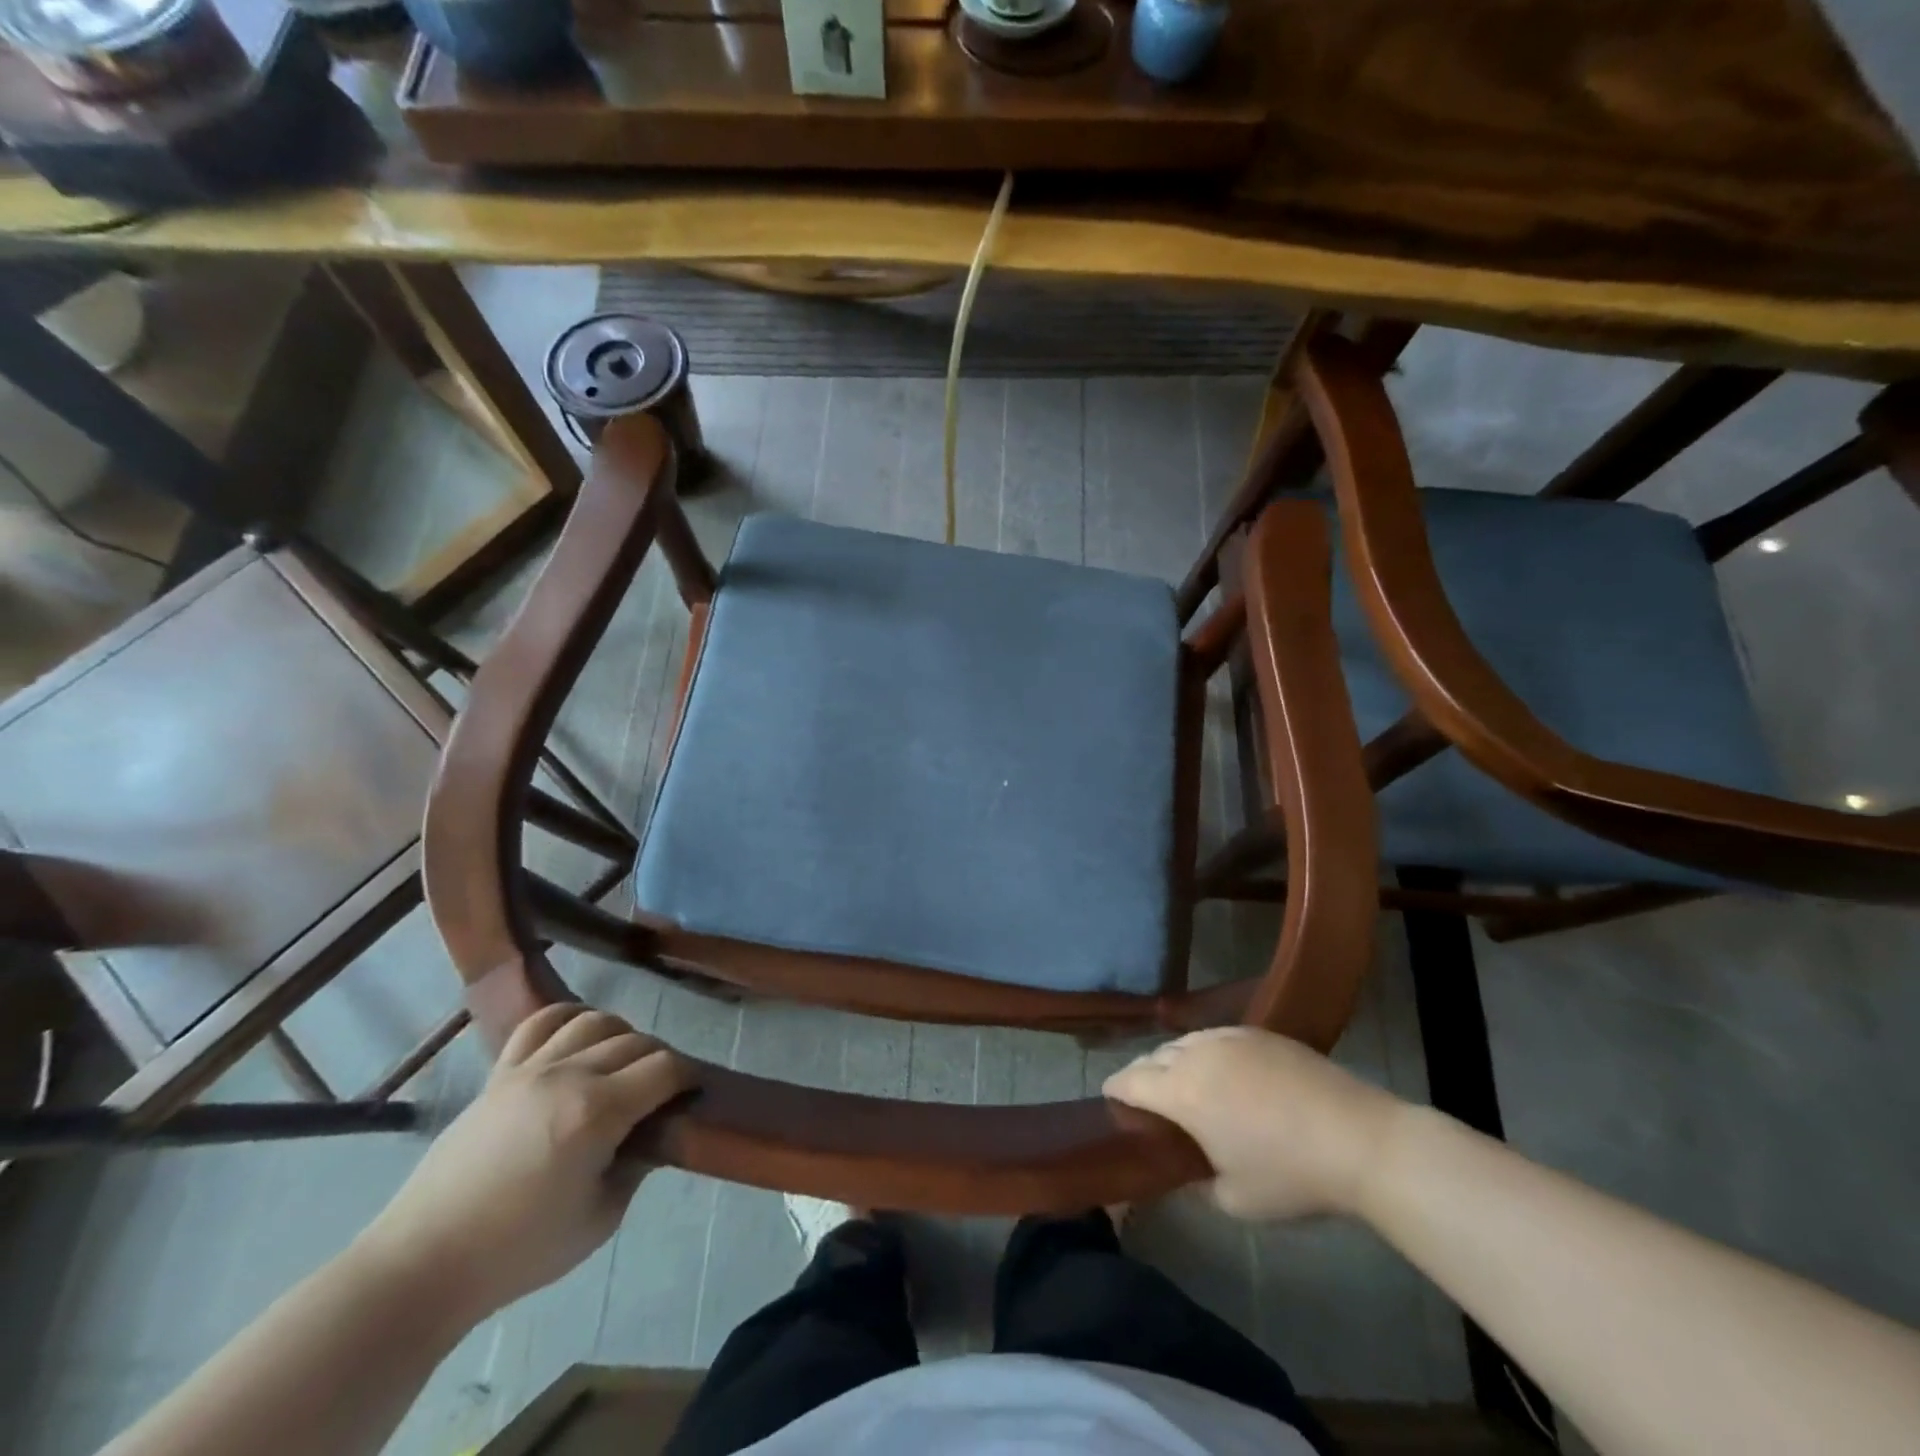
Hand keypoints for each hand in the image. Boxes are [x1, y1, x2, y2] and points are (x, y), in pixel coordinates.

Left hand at [354, 1005, 692, 1323]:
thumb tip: (651, 1136)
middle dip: (660, 1059)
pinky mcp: (500, 1073)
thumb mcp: (599, 1219)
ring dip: (620, 1035)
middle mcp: (568, 1076)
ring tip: (621, 1063)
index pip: (664, 1068)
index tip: (693, 1092)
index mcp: (597, 1113)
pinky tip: (578, 1037)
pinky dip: (569, 1018)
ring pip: (594, 1021)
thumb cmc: (518, 1252)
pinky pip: (541, 1022)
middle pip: (635, 1041)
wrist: (425, 1263)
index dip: (688, 1076)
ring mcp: (530, 1069)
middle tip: (661, 1090)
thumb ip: (636, 1167)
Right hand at [1105, 1026, 1403, 1220]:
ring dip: (1173, 1060)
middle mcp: (1197, 1055)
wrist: (1358, 1138)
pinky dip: (1205, 1052)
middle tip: (1146, 1098)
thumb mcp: (1235, 1199)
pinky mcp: (1259, 1033)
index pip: (1131, 1080)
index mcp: (1182, 1092)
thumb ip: (1197, 1184)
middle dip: (1143, 1074)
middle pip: (1154, 1056)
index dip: (1115, 1089)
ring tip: (1182, 1083)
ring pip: (1184, 1042)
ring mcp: (1229, 1037)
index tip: (1108, 1098)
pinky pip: (1215, 1037)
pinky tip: (1222, 1073)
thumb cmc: (1291, 1175)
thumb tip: (1185, 1172)